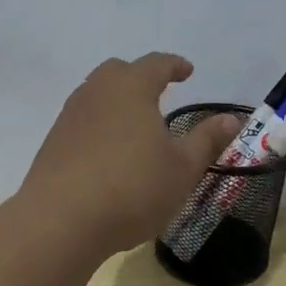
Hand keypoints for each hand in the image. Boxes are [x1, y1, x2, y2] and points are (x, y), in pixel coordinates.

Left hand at [22, 53, 241, 257]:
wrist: (61, 221)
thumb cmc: (133, 188)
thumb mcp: (183, 168)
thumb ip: (207, 140)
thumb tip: (232, 119)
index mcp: (130, 88)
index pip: (155, 64)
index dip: (174, 65)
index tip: (187, 71)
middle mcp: (95, 93)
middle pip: (118, 72)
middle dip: (140, 77)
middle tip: (158, 92)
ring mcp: (69, 117)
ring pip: (95, 96)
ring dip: (117, 102)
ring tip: (135, 125)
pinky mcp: (52, 144)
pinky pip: (82, 122)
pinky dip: (99, 126)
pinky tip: (109, 152)